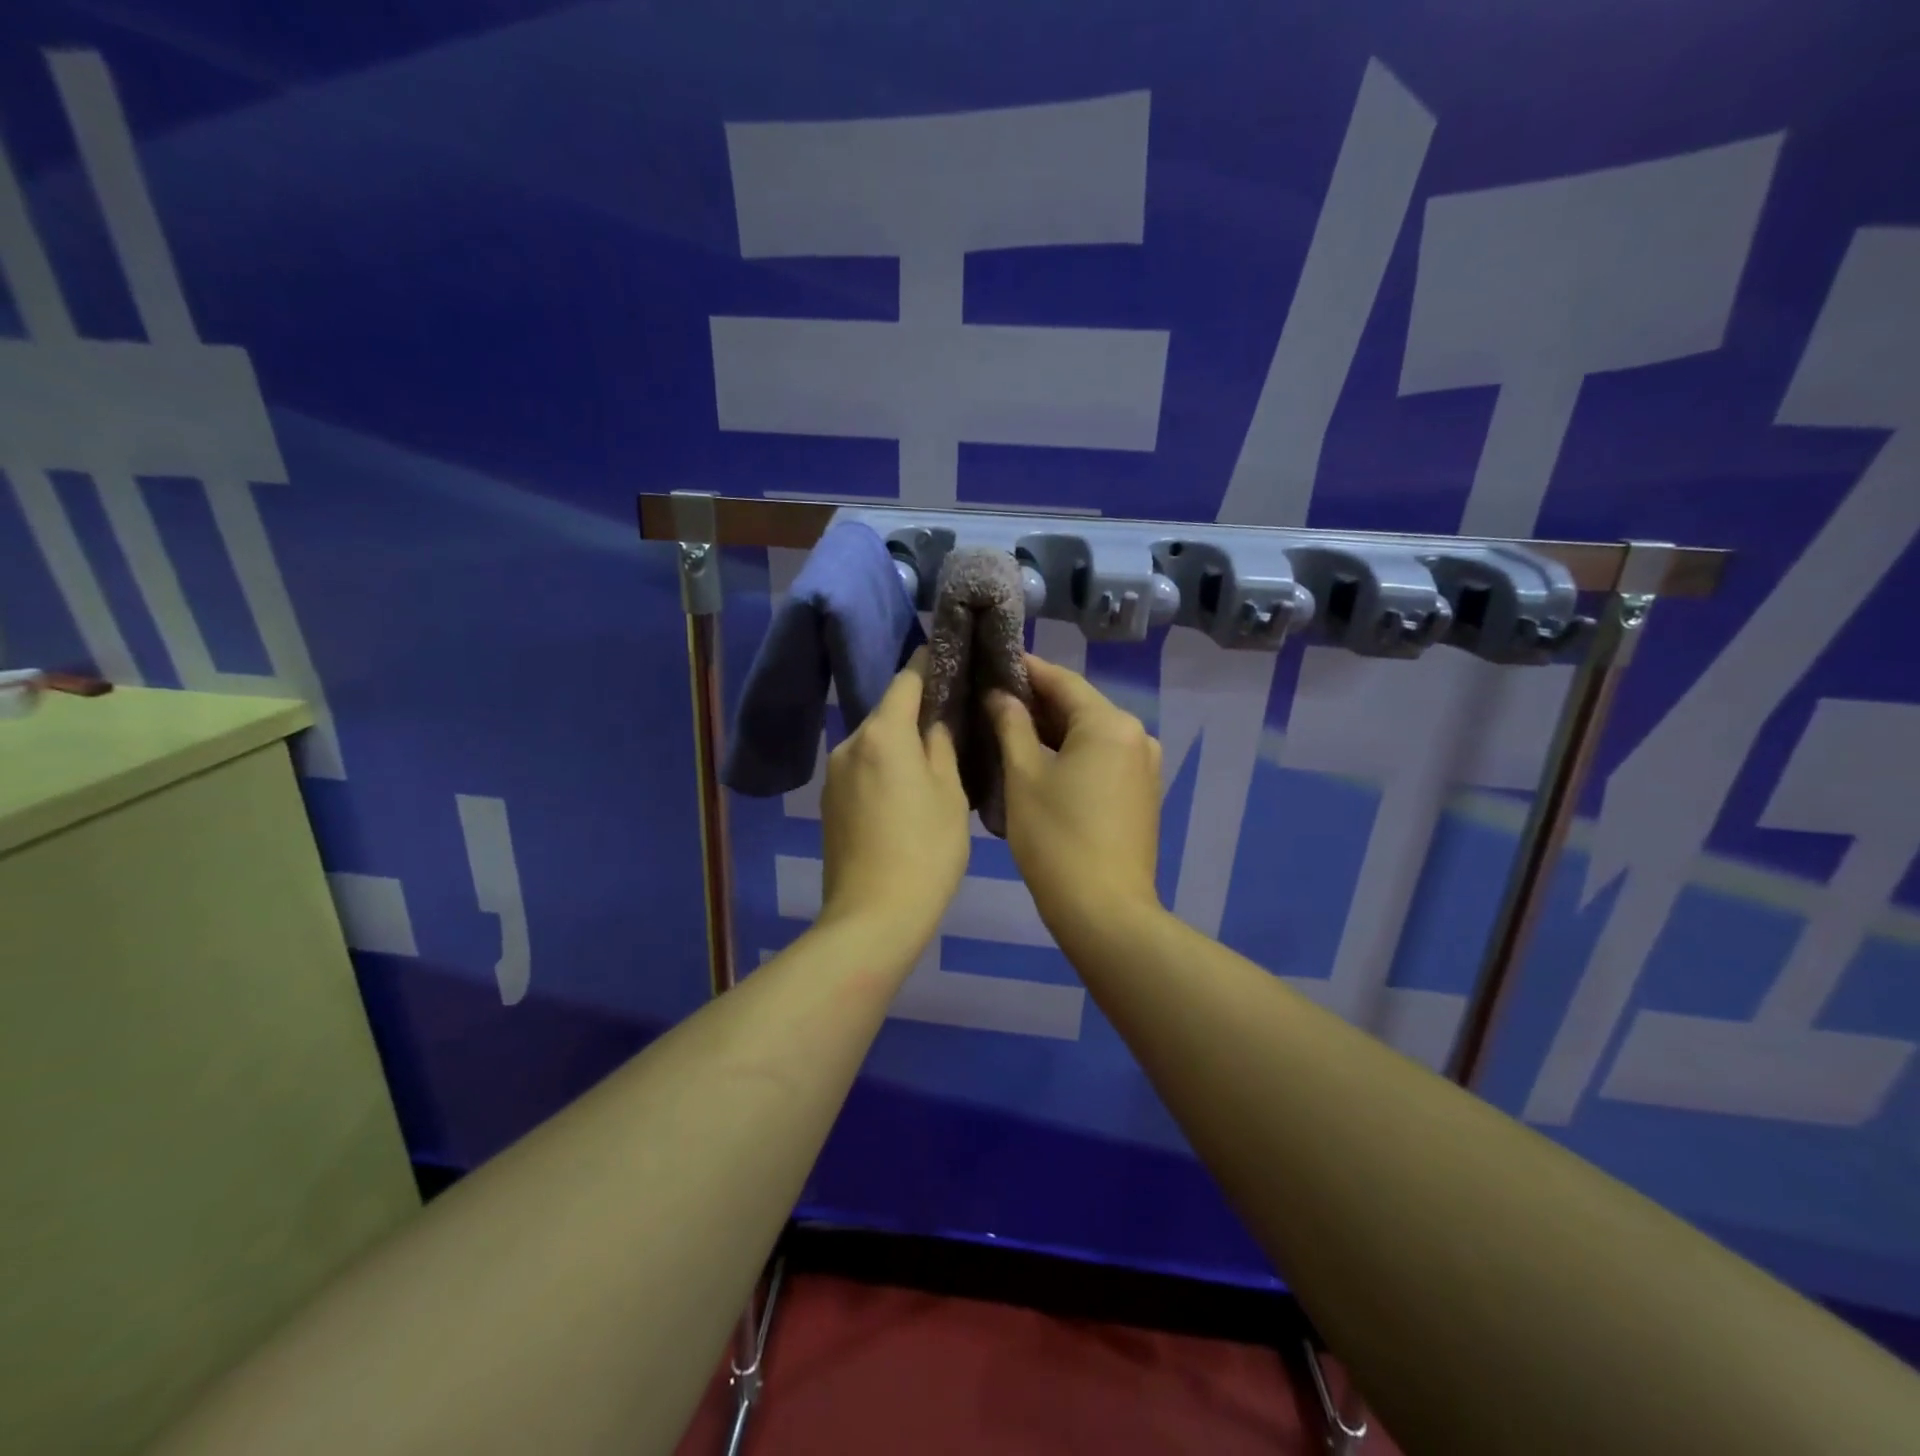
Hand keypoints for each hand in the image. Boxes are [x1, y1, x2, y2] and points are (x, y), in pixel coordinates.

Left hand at [818, 650, 970, 954]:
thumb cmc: (926, 850)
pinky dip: (883, 768)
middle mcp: (850, 743)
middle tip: (951, 719)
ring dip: (899, 743)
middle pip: (887, 712)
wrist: (872, 916)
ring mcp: (834, 774)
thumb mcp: (950, 794)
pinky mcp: (828, 802)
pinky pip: (862, 769)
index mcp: (883, 733)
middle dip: (916, 710)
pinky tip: (903, 792)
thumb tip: (934, 722)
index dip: (929, 665)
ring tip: (930, 760)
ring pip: (874, 743)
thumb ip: (942, 746)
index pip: (907, 680)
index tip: (950, 657)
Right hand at [987, 656, 1163, 938]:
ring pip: (1090, 733)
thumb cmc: (1056, 838)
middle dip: (1037, 702)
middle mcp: (1137, 735)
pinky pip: (1102, 758)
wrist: (1104, 911)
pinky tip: (1039, 760)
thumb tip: (1000, 695)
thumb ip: (1011, 726)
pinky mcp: (1142, 792)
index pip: (1062, 681)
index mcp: (1110, 724)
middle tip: (991, 698)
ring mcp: (1144, 766)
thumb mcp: (1023, 777)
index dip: (1026, 669)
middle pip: (1080, 706)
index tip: (993, 661)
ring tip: (1007, 727)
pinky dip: (1072, 753)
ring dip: (1052, 730)